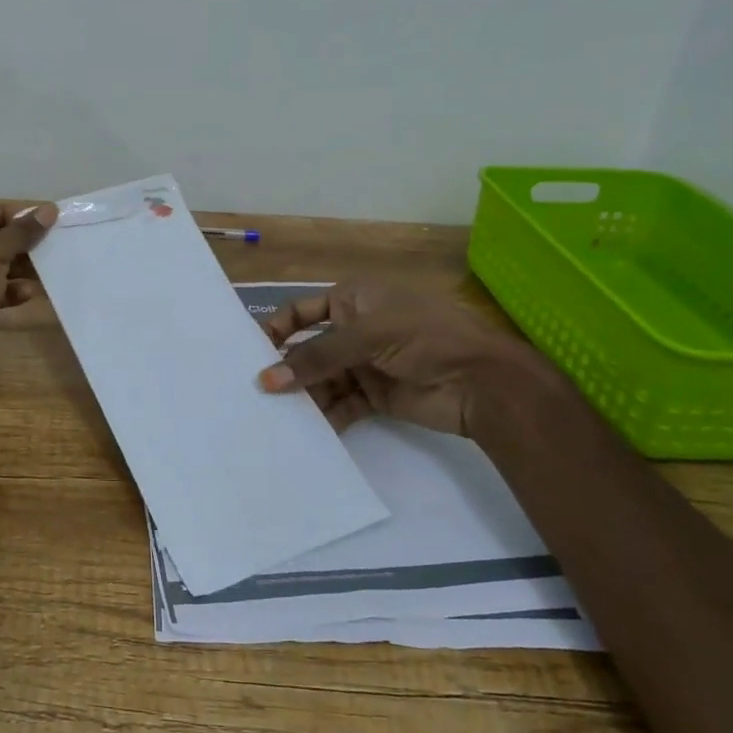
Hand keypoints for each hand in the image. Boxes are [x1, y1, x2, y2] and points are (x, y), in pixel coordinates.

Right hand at [256, 282, 549, 434]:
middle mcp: (355, 329)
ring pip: (322, 380)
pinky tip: (310, 433)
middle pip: (309, 350)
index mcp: (353, 299)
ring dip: (304, 397)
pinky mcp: (376, 396)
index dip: (276, 329)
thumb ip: (317, 357)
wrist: (483, 382)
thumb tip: (265, 379)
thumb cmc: (424, 338)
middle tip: (256, 394)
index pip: (301, 312)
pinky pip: (341, 405)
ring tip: (278, 418)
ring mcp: (366, 364)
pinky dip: (327, 417)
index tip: (249, 354)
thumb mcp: (367, 336)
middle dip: (286, 370)